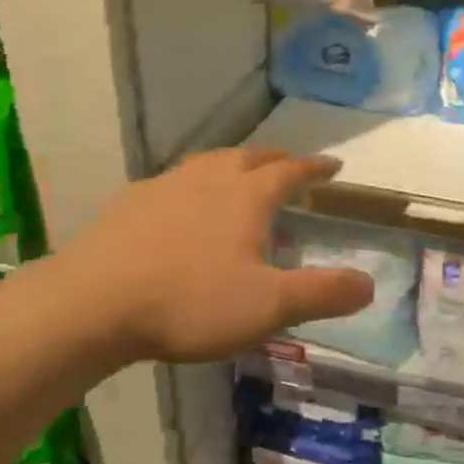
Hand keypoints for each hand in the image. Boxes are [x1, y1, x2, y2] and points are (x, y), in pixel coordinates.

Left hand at [61, 148, 372, 363]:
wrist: (93, 303)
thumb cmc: (190, 301)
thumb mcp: (269, 305)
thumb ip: (323, 293)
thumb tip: (370, 283)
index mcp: (245, 196)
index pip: (290, 171)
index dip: (314, 168)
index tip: (333, 165)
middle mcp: (208, 180)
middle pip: (249, 157)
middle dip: (275, 159)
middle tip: (290, 165)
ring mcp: (164, 187)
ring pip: (207, 163)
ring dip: (232, 164)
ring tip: (239, 173)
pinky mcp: (129, 204)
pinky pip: (172, 182)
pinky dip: (192, 184)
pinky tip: (181, 204)